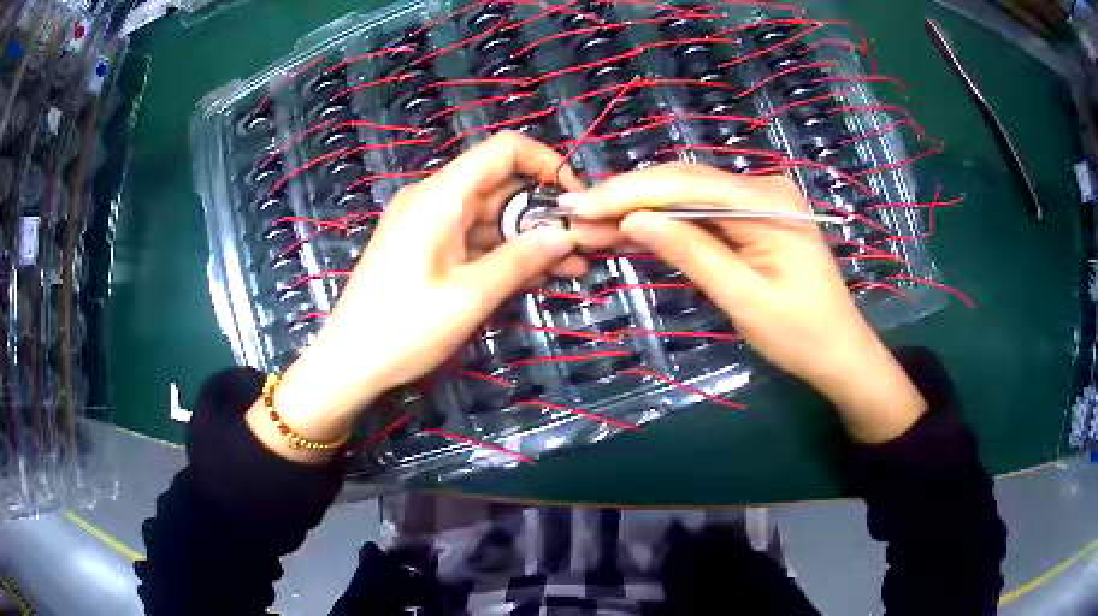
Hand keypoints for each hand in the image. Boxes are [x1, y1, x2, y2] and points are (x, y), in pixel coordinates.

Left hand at [249, 132, 582, 460]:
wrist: (349, 363)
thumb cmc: (404, 328)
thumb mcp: (470, 295)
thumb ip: (521, 259)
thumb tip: (565, 234)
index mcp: (441, 196)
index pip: (504, 150)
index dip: (546, 163)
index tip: (575, 198)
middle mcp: (434, 199)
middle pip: (500, 185)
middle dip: (544, 210)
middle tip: (583, 245)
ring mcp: (428, 224)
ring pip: (491, 215)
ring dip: (529, 236)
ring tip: (573, 267)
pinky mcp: (426, 248)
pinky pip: (473, 238)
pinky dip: (504, 252)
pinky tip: (537, 274)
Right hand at [562, 163, 925, 442]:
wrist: (840, 352)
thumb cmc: (800, 334)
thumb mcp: (743, 298)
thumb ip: (691, 253)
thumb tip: (633, 220)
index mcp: (767, 202)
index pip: (685, 185)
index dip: (627, 194)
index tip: (579, 207)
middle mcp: (762, 187)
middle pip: (683, 183)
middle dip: (627, 199)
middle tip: (577, 218)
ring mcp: (757, 200)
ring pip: (687, 196)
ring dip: (641, 210)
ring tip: (593, 228)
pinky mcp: (752, 218)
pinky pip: (702, 213)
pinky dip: (666, 224)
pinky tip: (631, 232)